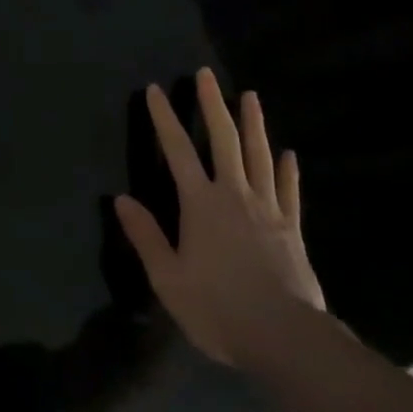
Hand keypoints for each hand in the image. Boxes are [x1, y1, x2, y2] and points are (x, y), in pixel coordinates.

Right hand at [114, 68, 324, 371]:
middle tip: (206, 74)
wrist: (284, 337)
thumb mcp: (170, 280)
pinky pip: (289, 192)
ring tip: (251, 96)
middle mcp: (234, 194)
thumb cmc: (220, 309)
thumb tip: (121, 199)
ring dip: (254, 124)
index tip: (156, 89)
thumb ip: (147, 237)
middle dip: (213, 104)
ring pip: (259, 156)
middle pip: (224, 140)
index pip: (177, 150)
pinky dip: (289, 171)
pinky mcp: (291, 228)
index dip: (165, 118)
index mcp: (201, 204)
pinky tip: (290, 154)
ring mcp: (267, 208)